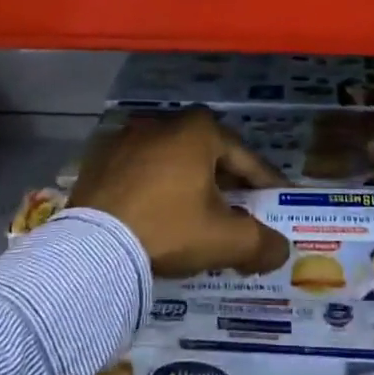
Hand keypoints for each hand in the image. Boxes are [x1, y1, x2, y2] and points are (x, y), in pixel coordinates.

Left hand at [68, 108, 290, 278]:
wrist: (92, 247)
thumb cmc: (168, 229)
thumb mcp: (224, 240)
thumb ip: (262, 243)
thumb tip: (281, 251)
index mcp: (199, 131)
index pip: (245, 157)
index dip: (266, 182)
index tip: (278, 200)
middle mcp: (163, 123)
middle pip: (207, 155)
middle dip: (227, 181)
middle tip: (241, 208)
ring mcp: (126, 138)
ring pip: (171, 161)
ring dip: (188, 183)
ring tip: (198, 213)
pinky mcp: (98, 159)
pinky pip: (138, 171)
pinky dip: (153, 187)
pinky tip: (156, 213)